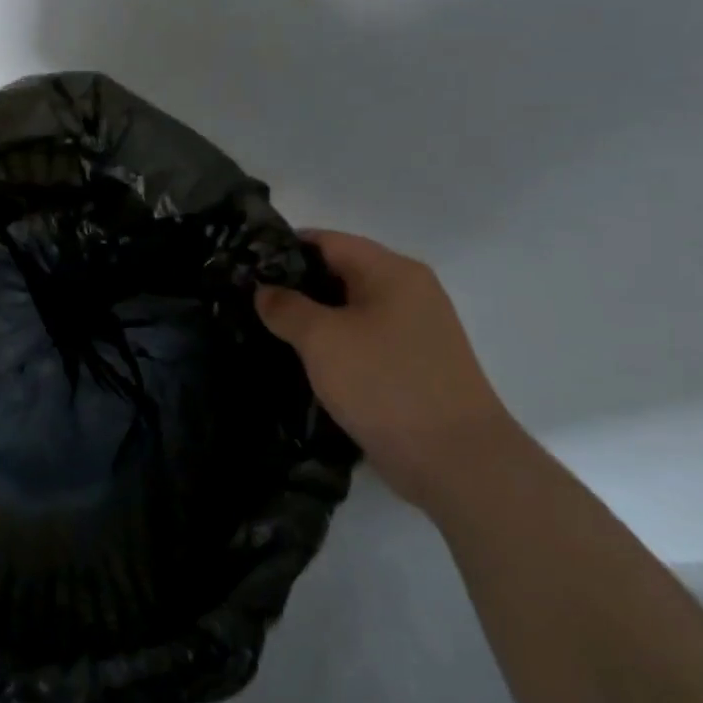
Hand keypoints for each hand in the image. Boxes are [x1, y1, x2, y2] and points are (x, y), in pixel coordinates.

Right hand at [256, 229, 516, 508]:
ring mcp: (415, 330)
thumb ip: (287, 307)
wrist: (457, 461)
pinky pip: (364, 339)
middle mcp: (409, 291)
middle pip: (340, 272)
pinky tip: (303, 361)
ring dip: (313, 319)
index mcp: (392, 271)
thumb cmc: (386, 384)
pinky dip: (334, 344)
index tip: (245, 267)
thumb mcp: (323, 340)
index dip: (283, 249)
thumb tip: (265, 290)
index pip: (327, 241)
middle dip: (295, 286)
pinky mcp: (413, 365)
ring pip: (350, 310)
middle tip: (249, 301)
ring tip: (267, 331)